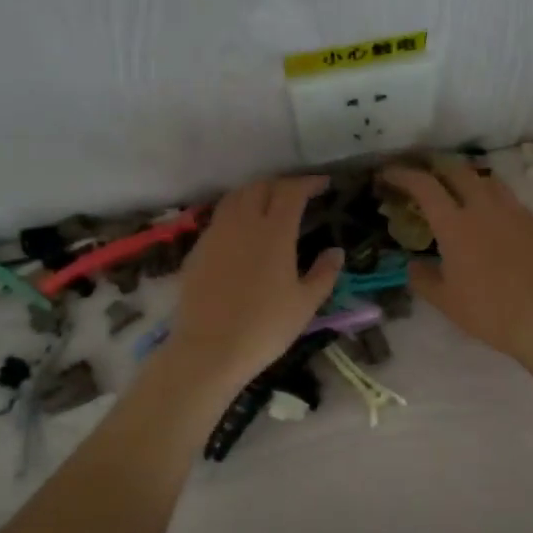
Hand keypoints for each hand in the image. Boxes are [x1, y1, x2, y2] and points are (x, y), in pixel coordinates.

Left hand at [166, 176, 342, 391]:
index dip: (308, 183)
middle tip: (296, 195)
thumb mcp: (306, 304)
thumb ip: (324, 273)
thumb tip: (335, 251)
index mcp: (274, 231)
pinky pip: (219, 219)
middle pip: (260, 187)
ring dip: (255, 194)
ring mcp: (215, 234)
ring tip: (267, 206)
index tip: (322, 184)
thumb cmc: (265, 327)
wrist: (209, 349)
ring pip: (235, 198)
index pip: (291, 191)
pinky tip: (242, 233)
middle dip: (281, 185)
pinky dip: (235, 214)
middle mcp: (242, 223)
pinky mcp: (197, 250)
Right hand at [379, 160, 532, 360]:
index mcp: (455, 224)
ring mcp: (512, 211)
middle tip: (424, 177)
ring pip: (486, 179)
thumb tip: (413, 265)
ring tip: (458, 190)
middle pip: (457, 171)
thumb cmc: (486, 311)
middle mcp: (483, 208)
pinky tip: (490, 215)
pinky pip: (508, 198)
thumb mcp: (444, 300)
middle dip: (435, 168)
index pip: (424, 186)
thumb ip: (422, 278)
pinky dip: (491, 197)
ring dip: (466, 178)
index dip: (403, 175)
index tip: (388, 174)